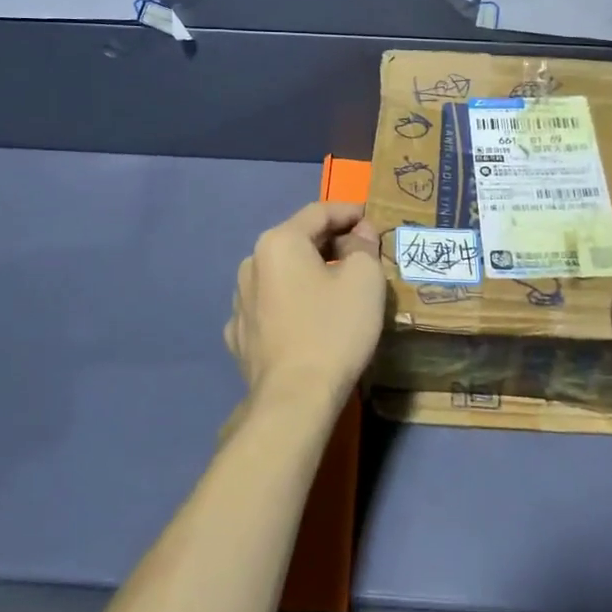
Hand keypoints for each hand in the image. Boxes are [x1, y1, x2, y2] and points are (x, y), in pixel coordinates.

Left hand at [225, 201, 384, 423]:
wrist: (294, 399)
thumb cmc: (334, 330)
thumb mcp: (365, 280)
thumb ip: (364, 246)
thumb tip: (359, 234)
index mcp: (279, 242)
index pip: (319, 212)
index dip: (349, 212)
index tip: (372, 220)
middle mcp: (251, 263)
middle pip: (297, 241)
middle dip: (331, 243)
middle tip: (362, 254)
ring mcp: (239, 301)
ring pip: (282, 274)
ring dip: (308, 273)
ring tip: (335, 288)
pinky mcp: (239, 334)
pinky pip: (270, 306)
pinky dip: (291, 303)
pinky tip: (306, 319)